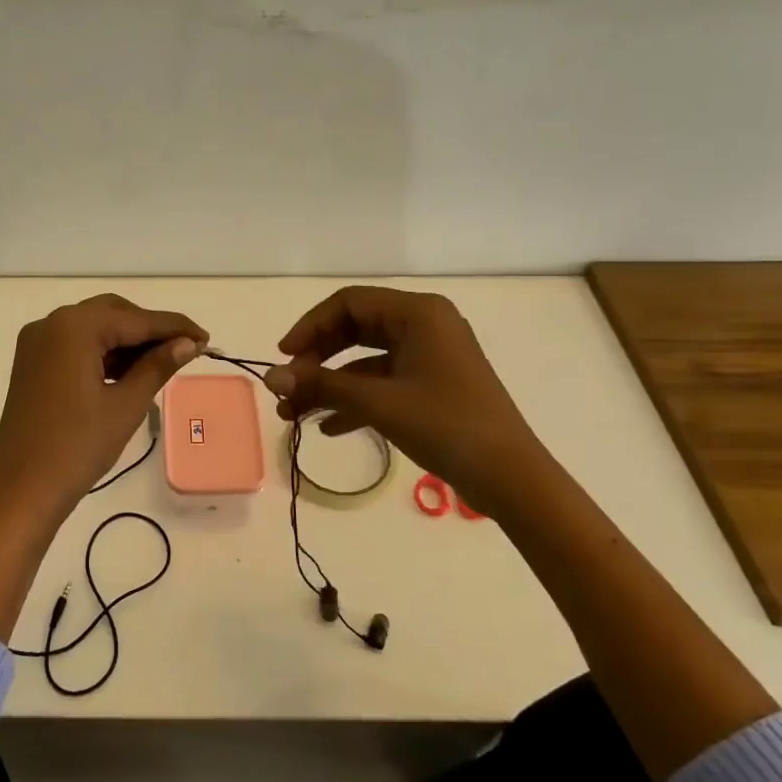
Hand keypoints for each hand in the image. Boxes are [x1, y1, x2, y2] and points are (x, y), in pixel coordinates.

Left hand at [0, 294, 205, 532]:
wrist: (21, 490)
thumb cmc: (77, 447)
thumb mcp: (126, 405)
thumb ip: (158, 366)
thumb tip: (188, 344)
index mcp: (74, 327)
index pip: (136, 319)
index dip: (174, 327)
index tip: (206, 338)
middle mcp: (52, 323)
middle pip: (113, 314)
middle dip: (149, 330)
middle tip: (185, 351)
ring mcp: (37, 343)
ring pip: (94, 328)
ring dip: (127, 342)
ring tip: (162, 364)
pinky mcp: (32, 363)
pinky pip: (76, 345)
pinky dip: (103, 353)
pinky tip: (129, 372)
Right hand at [265, 286, 550, 512]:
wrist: (511, 478)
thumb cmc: (447, 426)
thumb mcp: (378, 403)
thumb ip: (321, 386)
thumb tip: (270, 378)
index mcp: (418, 313)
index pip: (348, 303)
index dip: (310, 326)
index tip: (283, 358)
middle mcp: (425, 325)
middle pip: (354, 329)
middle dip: (317, 359)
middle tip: (289, 388)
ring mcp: (430, 356)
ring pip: (365, 359)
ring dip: (331, 385)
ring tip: (296, 415)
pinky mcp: (433, 385)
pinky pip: (383, 382)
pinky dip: (355, 400)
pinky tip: (329, 427)